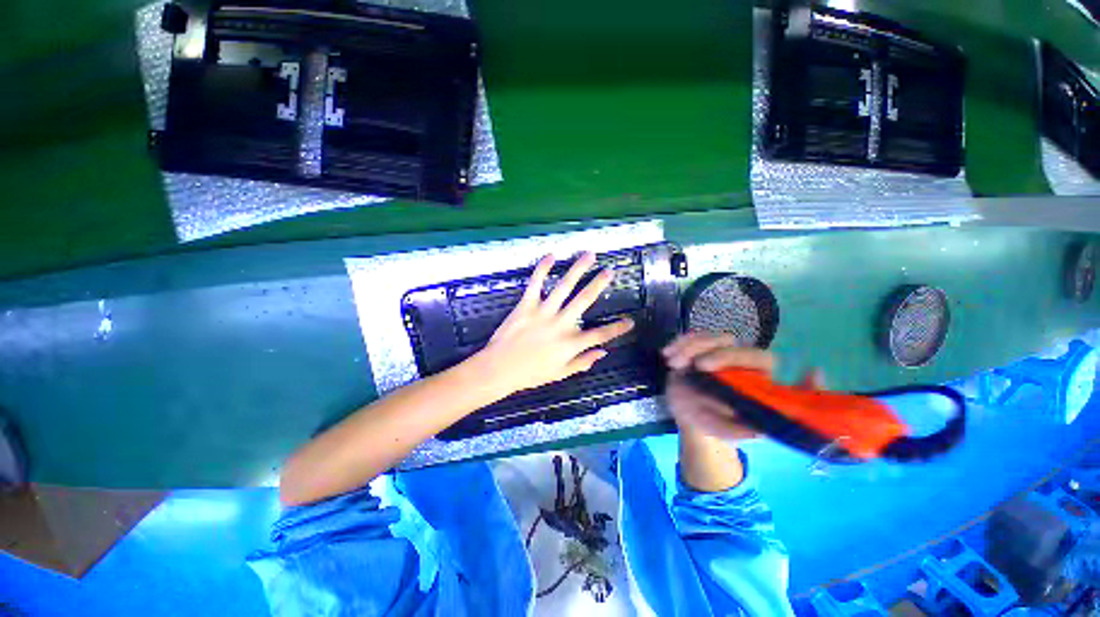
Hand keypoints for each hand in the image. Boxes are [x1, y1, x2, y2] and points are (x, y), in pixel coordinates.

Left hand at [474, 252, 634, 397]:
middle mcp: (561, 324)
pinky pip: (535, 284)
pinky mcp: (526, 305)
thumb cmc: (530, 374)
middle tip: (609, 271)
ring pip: (564, 287)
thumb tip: (603, 353)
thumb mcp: (560, 373)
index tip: (630, 321)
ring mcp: (543, 312)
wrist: (499, 369)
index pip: (600, 335)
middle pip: (585, 300)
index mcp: (571, 344)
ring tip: (589, 255)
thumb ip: (582, 362)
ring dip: (578, 269)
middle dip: (599, 284)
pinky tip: (551, 256)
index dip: (618, 328)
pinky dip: (543, 269)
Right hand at [662, 332, 822, 441]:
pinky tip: (666, 353)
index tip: (703, 366)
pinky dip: (678, 344)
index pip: (757, 358)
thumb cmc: (715, 423)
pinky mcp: (701, 348)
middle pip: (726, 341)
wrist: (694, 415)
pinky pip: (691, 338)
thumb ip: (733, 429)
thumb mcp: (723, 430)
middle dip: (701, 348)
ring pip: (707, 337)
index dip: (732, 357)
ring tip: (671, 364)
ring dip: (686, 347)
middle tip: (679, 364)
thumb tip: (752, 429)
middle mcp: (740, 360)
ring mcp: (719, 351)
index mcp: (757, 378)